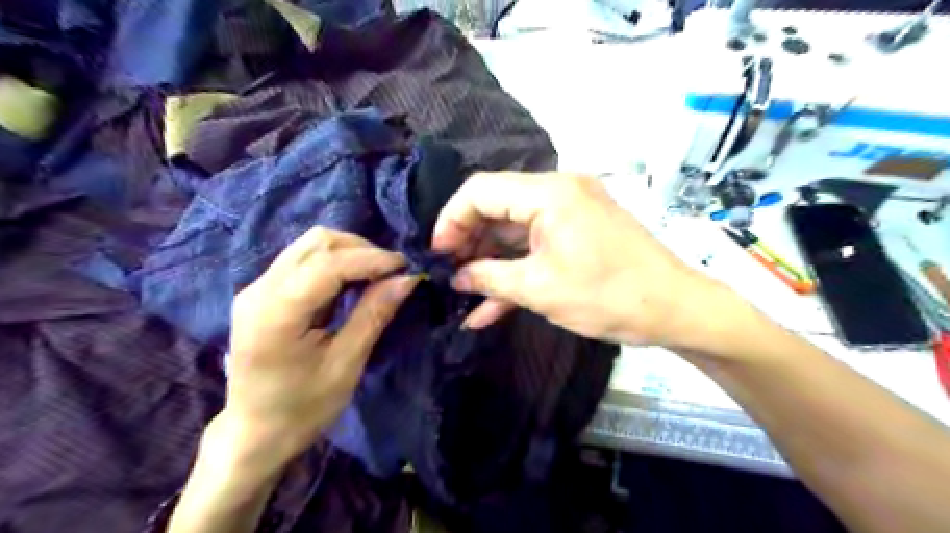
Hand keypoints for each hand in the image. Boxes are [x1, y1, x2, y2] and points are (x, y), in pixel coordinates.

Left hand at [224, 226, 417, 467]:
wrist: (255, 433)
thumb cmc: (302, 408)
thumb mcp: (346, 364)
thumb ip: (373, 314)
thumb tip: (407, 278)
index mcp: (276, 314)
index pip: (328, 264)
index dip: (371, 259)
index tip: (406, 266)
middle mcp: (259, 290)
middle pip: (317, 242)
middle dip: (361, 249)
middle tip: (392, 272)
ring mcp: (256, 288)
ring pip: (310, 245)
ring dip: (349, 253)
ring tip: (377, 275)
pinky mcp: (262, 292)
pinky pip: (304, 259)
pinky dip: (336, 262)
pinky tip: (354, 281)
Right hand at [433, 171, 731, 348]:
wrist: (676, 309)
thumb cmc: (608, 296)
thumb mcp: (539, 289)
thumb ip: (489, 278)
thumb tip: (456, 277)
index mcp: (548, 192)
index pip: (480, 191)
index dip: (450, 220)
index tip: (435, 254)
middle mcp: (557, 191)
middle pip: (495, 207)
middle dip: (468, 242)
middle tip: (447, 274)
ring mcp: (569, 212)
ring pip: (513, 230)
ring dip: (489, 260)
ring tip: (464, 290)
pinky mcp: (577, 232)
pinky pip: (535, 244)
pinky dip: (515, 268)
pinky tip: (490, 304)